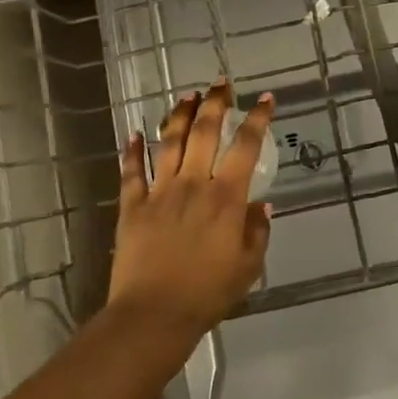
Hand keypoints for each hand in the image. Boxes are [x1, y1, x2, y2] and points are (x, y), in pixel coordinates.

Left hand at [110, 81, 275, 336]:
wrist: (154, 314)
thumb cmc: (208, 293)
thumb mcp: (248, 267)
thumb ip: (257, 232)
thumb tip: (261, 204)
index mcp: (226, 197)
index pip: (246, 146)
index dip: (258, 119)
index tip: (266, 99)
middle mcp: (193, 184)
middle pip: (204, 132)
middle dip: (215, 103)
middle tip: (221, 84)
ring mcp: (160, 191)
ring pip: (169, 142)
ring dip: (179, 115)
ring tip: (187, 96)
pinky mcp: (132, 206)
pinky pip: (132, 172)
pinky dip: (132, 151)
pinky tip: (133, 134)